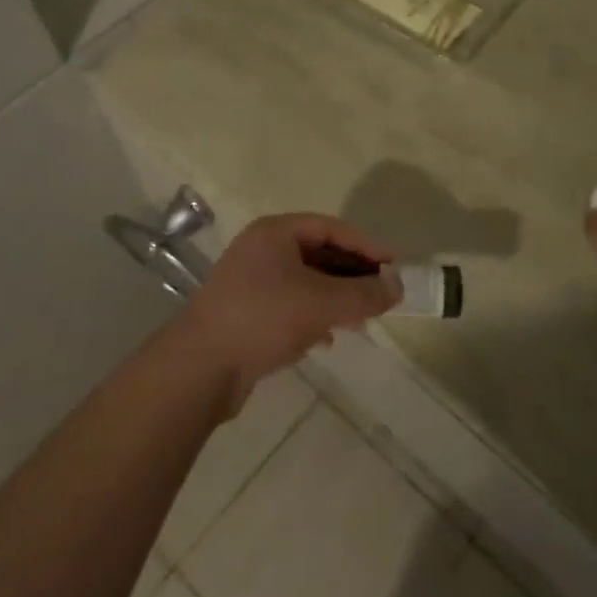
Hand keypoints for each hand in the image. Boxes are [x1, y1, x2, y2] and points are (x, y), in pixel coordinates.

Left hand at [180, 214, 400, 409]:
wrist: (199, 369)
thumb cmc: (263, 318)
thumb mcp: (322, 303)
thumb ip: (364, 293)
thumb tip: (398, 287)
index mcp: (275, 232)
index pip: (331, 228)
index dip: (366, 245)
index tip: (394, 265)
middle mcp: (261, 250)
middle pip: (319, 253)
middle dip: (352, 274)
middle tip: (382, 293)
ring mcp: (250, 282)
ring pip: (306, 282)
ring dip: (336, 297)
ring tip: (362, 319)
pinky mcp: (246, 314)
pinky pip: (290, 305)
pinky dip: (314, 316)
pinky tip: (329, 338)